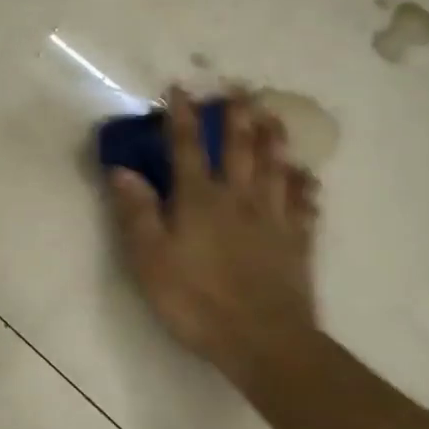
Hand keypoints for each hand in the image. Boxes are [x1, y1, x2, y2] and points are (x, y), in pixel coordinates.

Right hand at [106, 89, 320, 396]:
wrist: (263, 341)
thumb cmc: (196, 300)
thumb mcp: (150, 259)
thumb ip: (136, 212)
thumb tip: (121, 169)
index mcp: (199, 199)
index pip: (186, 147)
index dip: (180, 116)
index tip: (179, 88)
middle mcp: (238, 198)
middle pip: (239, 147)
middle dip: (236, 114)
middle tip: (240, 86)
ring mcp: (273, 218)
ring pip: (276, 167)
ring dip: (274, 137)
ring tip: (275, 114)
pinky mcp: (297, 241)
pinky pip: (304, 204)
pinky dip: (305, 185)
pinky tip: (307, 175)